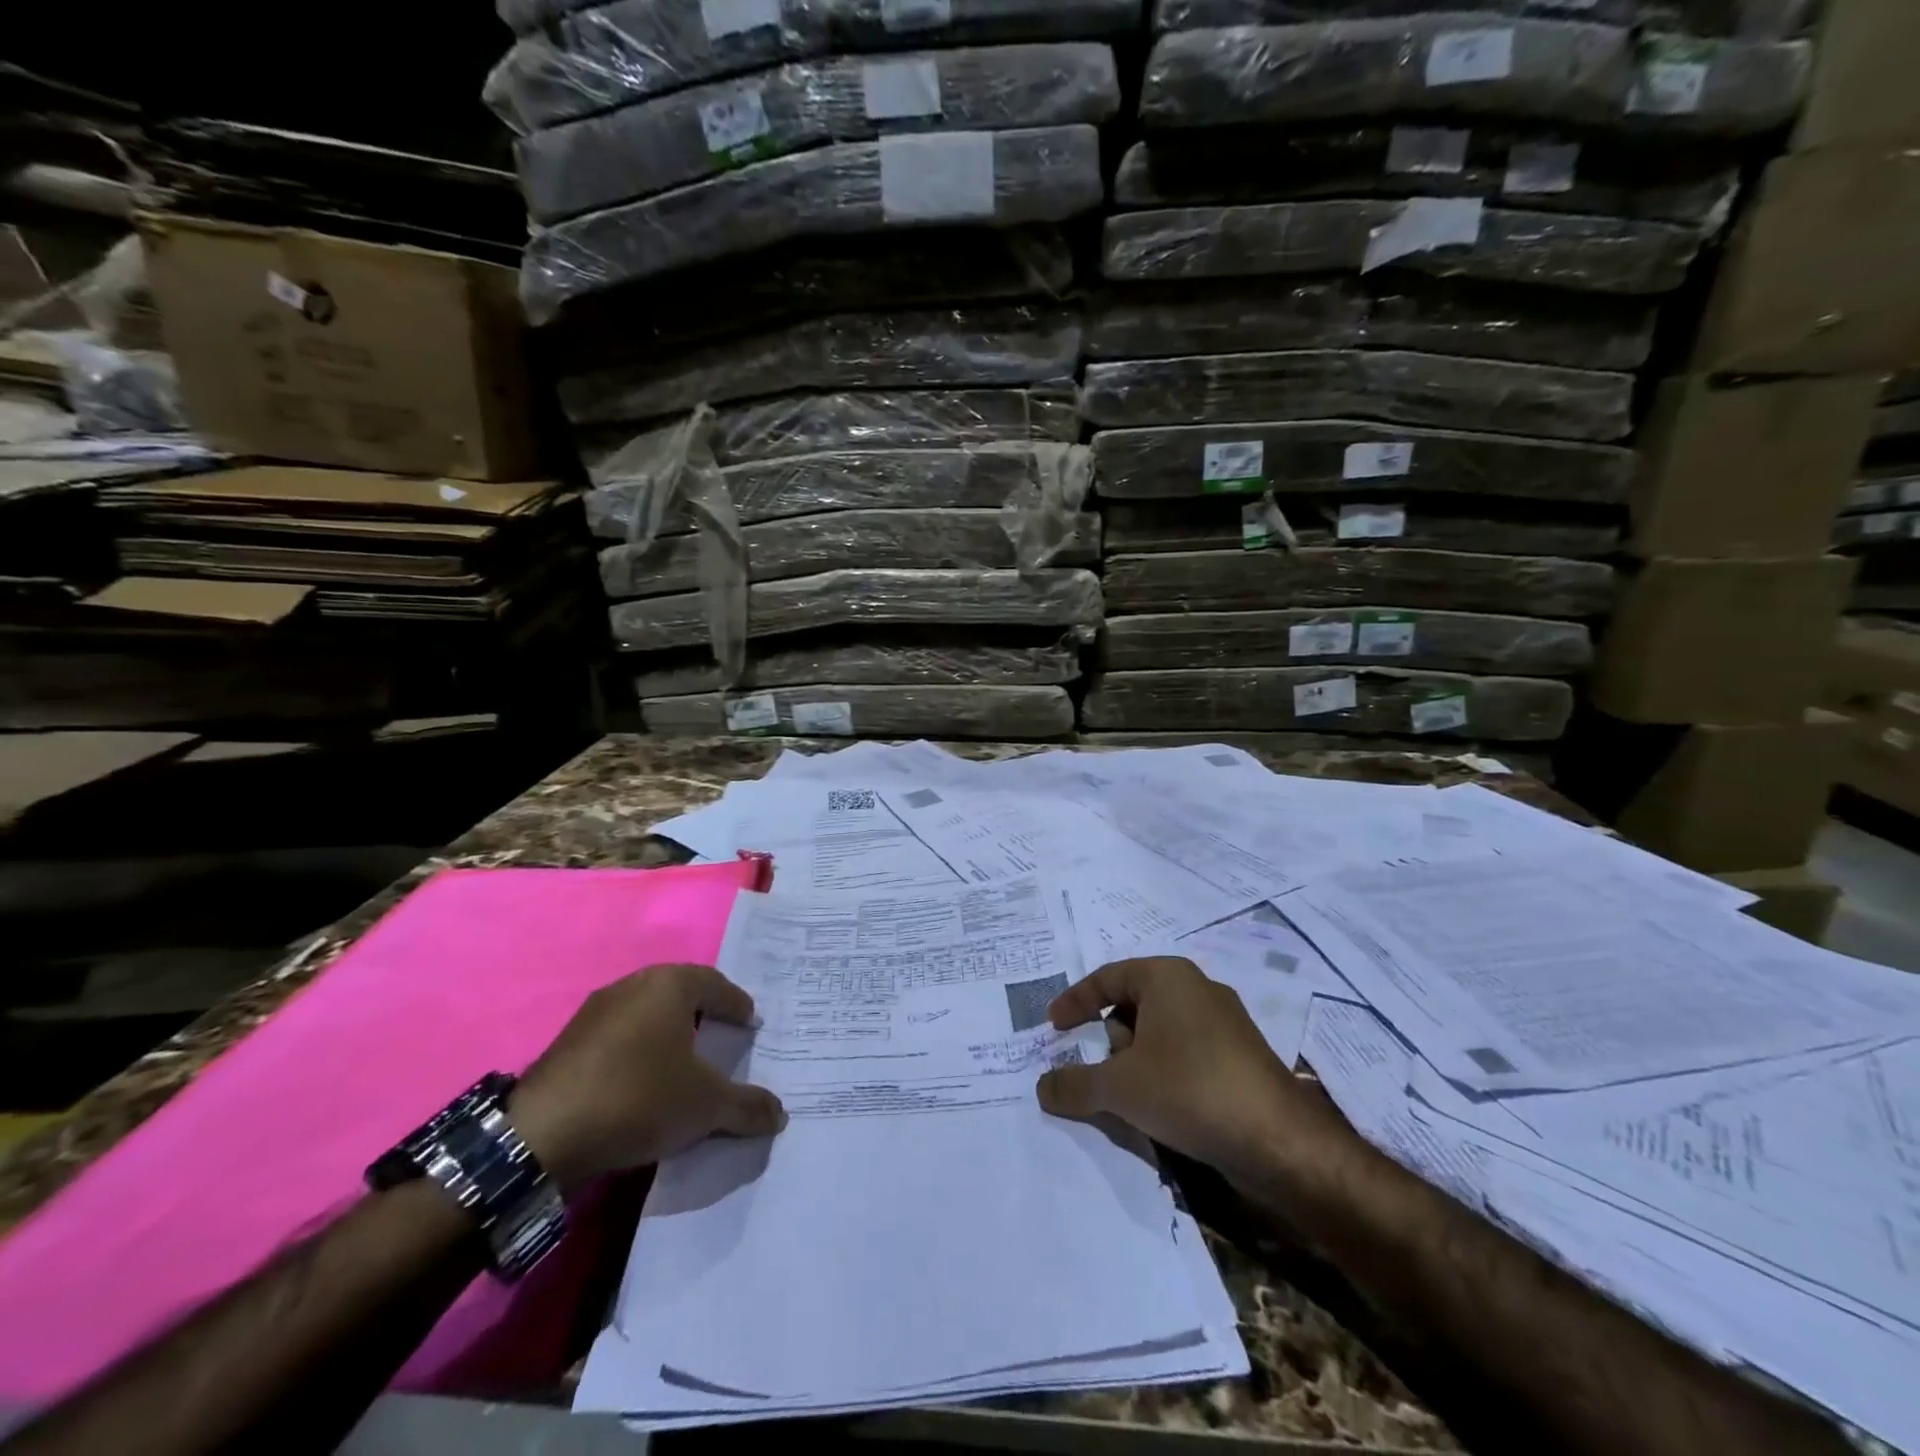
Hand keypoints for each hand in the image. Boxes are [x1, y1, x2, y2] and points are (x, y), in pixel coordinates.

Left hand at [507, 965, 786, 1195]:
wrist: (540, 1137)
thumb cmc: (638, 1098)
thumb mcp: (705, 1106)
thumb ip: (747, 1106)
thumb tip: (781, 1114)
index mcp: (669, 984)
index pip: (716, 984)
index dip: (737, 1004)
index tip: (750, 1024)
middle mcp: (632, 985)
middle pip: (680, 993)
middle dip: (703, 1014)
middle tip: (723, 1037)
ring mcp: (595, 1012)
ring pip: (646, 1014)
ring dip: (668, 1033)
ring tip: (685, 1062)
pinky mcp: (568, 1042)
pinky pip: (619, 1037)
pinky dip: (639, 1051)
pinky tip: (644, 1082)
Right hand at [1035, 957, 1340, 1189]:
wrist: (1280, 1140)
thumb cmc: (1190, 1090)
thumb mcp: (1119, 1088)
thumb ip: (1075, 1084)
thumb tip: (1042, 1087)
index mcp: (1167, 976)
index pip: (1107, 978)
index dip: (1076, 1001)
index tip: (1054, 1027)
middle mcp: (1197, 988)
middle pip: (1133, 1004)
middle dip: (1111, 1040)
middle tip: (1102, 1073)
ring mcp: (1225, 1022)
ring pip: (1160, 1032)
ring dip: (1137, 1061)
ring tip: (1132, 1099)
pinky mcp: (1241, 1055)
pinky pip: (1186, 1053)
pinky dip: (1165, 1073)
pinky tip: (1164, 1109)